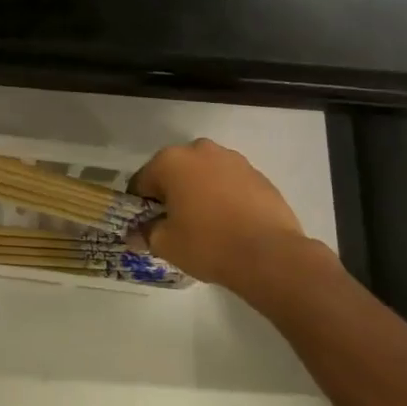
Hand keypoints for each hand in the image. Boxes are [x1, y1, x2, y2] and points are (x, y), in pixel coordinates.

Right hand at [130, 138, 309, 294]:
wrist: (269, 255)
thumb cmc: (207, 244)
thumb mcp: (165, 244)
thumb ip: (145, 233)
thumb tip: (137, 233)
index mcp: (171, 161)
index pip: (142, 181)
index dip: (140, 205)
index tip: (146, 225)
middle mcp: (200, 150)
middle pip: (175, 172)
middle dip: (171, 193)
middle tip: (175, 223)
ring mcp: (233, 159)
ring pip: (204, 174)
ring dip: (199, 191)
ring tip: (205, 223)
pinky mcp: (258, 174)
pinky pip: (229, 183)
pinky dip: (224, 196)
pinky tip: (229, 222)